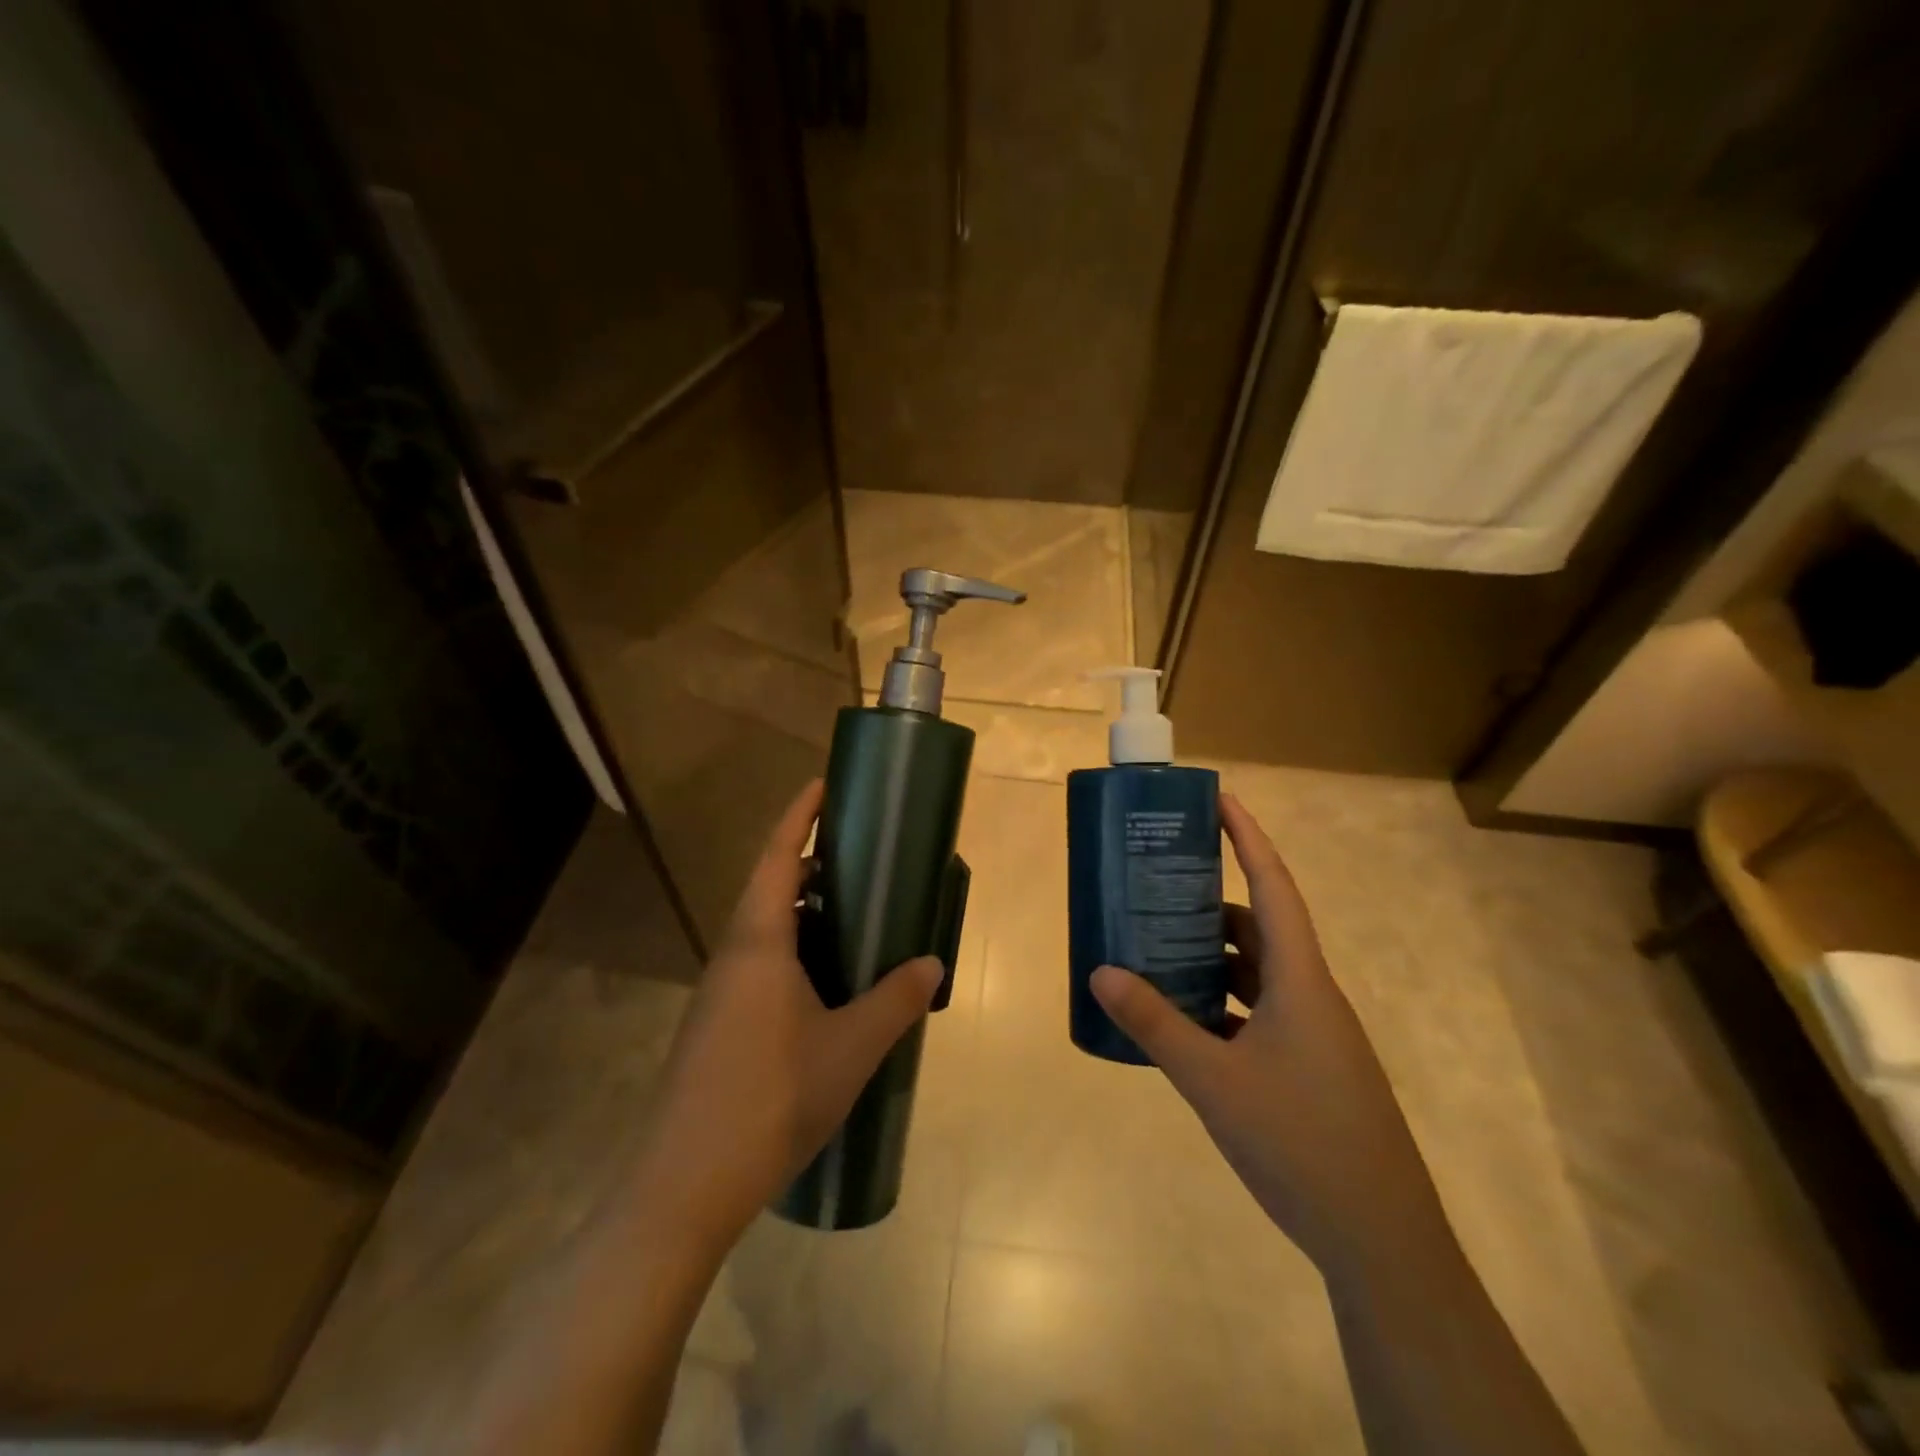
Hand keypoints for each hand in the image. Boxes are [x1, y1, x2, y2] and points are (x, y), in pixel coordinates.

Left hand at [625, 779, 942, 1256]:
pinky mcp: (717, 1026)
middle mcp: (732, 955)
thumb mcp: (850, 1049)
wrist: (682, 1188)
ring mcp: (719, 993)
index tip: (823, 783)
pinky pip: (760, 965)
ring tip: (853, 915)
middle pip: (770, 888)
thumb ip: (895, 1001)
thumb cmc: (770, 1100)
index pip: (778, 856)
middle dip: (811, 862)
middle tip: (860, 855)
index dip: (800, 815)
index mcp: (759, 943)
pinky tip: (826, 985)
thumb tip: (932, 963)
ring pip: (765, 930)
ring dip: (804, 912)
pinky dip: (795, 952)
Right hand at [1091, 793, 1448, 1276]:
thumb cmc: (1301, 1143)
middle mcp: (1310, 995)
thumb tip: (1100, 971)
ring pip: (1257, 972)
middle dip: (1209, 900)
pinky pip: (1257, 1011)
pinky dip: (1220, 1002)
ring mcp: (1313, 1033)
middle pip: (1258, 926)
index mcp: (1300, 980)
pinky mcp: (1308, 1067)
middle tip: (1157, 885)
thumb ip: (1155, 1024)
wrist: (1381, 1242)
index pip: (1273, 886)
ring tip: (1157, 947)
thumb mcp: (1214, 1081)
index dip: (1248, 838)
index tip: (1218, 801)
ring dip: (1212, 955)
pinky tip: (1182, 1019)